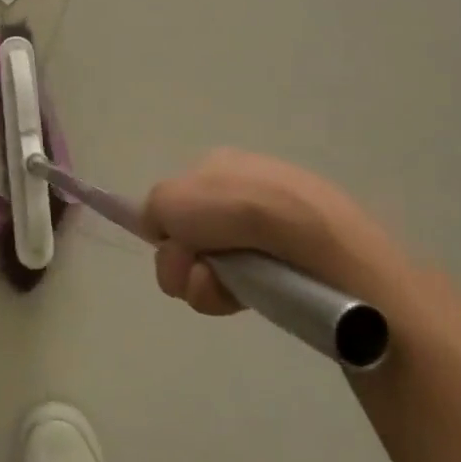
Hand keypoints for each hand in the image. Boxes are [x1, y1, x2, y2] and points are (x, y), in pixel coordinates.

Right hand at [143, 149, 402, 314]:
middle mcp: (243, 192)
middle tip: (191, 266)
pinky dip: (228, 295)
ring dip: (199, 282)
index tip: (168, 241)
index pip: (178, 200)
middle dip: (179, 260)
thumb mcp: (168, 197)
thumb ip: (152, 212)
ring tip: (217, 285)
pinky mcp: (286, 265)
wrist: (308, 238)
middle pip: (190, 237)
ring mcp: (267, 230)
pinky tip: (237, 297)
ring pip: (210, 266)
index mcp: (218, 165)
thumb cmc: (233, 208)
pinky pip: (241, 287)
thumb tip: (168, 235)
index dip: (167, 227)